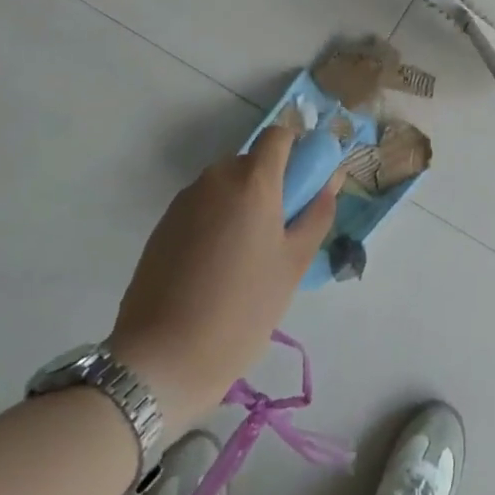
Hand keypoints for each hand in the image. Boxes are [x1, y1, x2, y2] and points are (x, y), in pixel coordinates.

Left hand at [109, 127, 339, 426]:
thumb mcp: (293, 264)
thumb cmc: (243, 309)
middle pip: (251, 162)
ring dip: (241, 203)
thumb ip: (317, 214)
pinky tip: (215, 268)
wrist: (162, 359)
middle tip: (279, 232)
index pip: (278, 135)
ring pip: (225, 186)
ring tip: (245, 257)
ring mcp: (184, 201)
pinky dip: (216, 221)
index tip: (304, 184)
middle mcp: (216, 178)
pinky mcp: (162, 225)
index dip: (295, 150)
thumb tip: (331, 180)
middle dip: (270, 185)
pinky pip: (202, 207)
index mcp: (253, 181)